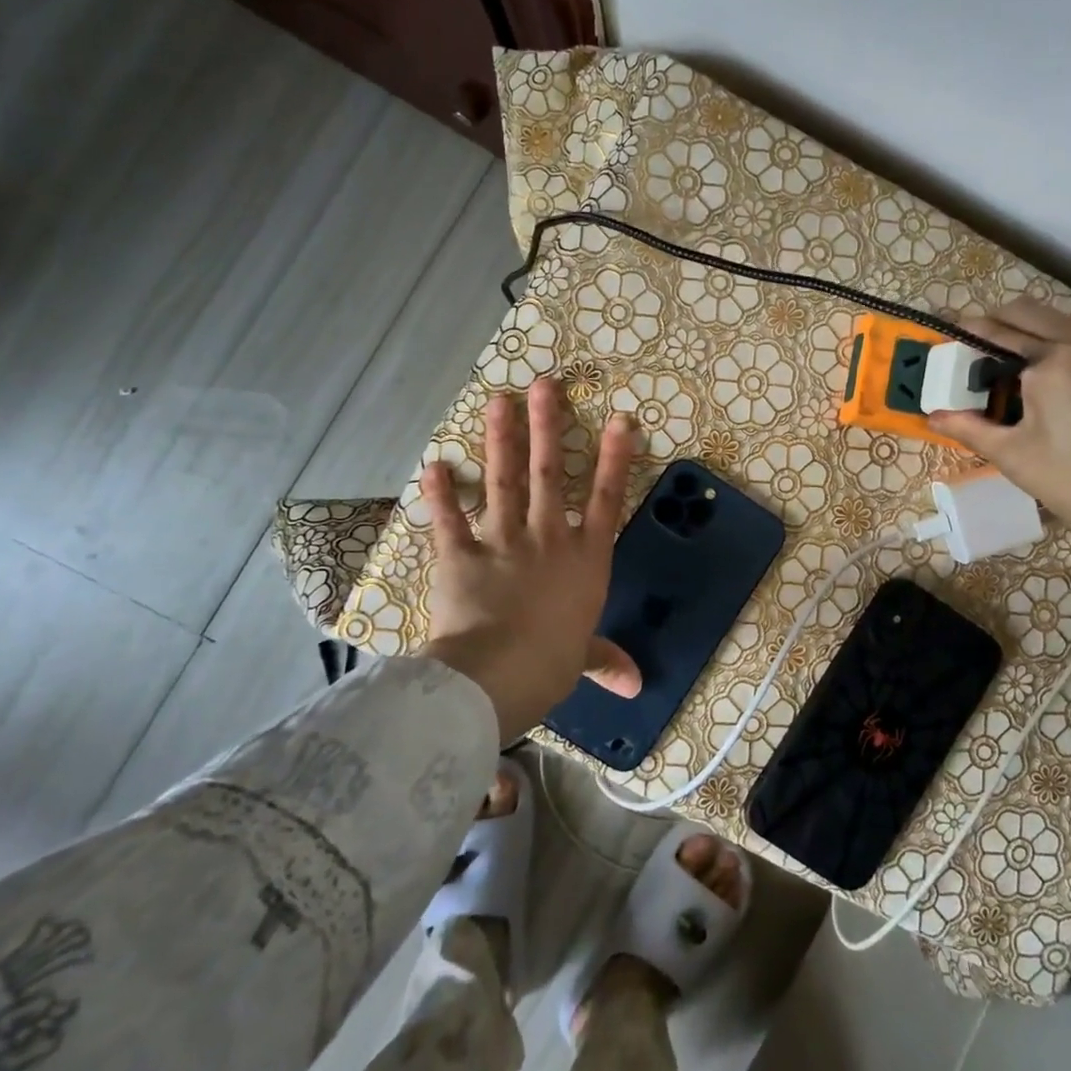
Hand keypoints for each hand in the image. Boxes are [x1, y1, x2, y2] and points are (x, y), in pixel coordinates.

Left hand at [420, 377, 640, 742]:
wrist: (496, 676)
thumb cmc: (550, 664)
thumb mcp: (581, 660)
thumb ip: (605, 660)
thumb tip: (636, 685)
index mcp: (584, 559)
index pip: (607, 499)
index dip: (615, 458)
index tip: (620, 420)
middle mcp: (548, 538)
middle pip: (551, 473)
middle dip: (548, 426)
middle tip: (544, 386)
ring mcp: (503, 541)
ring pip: (505, 481)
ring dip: (501, 440)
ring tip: (499, 401)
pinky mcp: (461, 555)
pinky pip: (449, 519)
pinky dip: (440, 494)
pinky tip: (434, 464)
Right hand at [927, 300, 1070, 559]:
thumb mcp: (1014, 456)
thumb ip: (970, 428)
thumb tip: (932, 416)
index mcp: (1051, 360)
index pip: (994, 331)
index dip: (963, 336)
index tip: (943, 344)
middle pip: (1026, 312)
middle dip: (994, 323)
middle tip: (970, 353)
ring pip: (1054, 322)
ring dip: (1024, 331)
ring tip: (1002, 367)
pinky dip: (1050, 344)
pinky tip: (1039, 382)